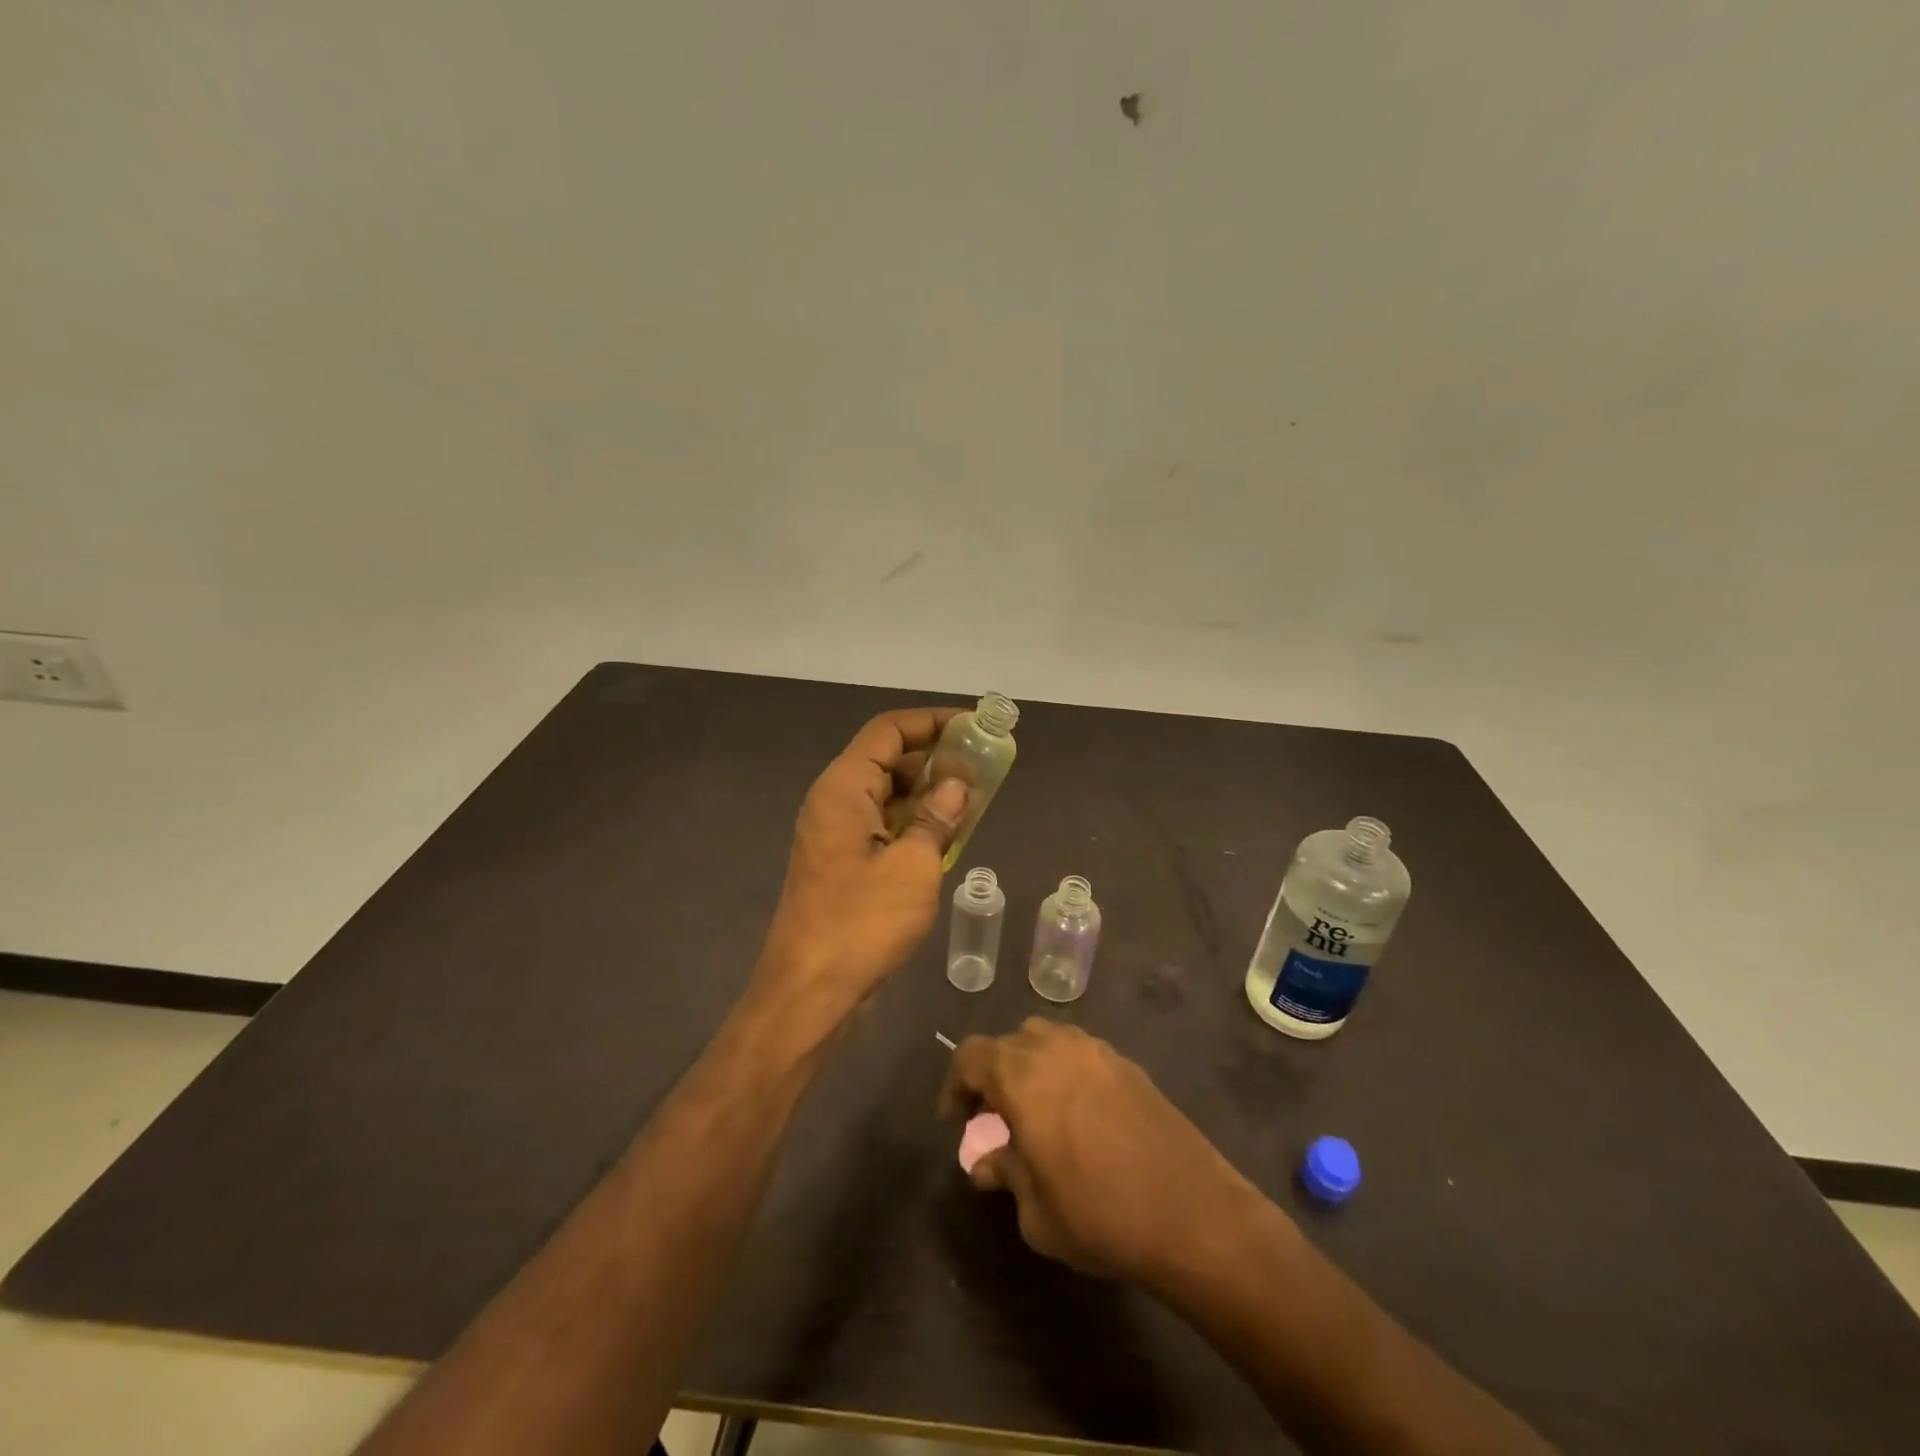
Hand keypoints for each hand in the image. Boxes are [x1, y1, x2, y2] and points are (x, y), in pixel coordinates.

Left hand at [755, 708, 968, 1030]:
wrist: (810, 992)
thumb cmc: (862, 922)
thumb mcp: (914, 865)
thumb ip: (938, 818)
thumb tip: (957, 785)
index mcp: (843, 788)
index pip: (888, 732)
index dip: (931, 721)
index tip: (973, 726)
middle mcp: (835, 802)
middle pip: (887, 761)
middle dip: (935, 759)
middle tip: (983, 769)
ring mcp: (836, 835)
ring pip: (887, 796)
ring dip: (928, 795)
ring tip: (974, 801)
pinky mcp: (843, 864)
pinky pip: (883, 827)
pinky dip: (914, 824)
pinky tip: (947, 838)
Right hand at [941, 1019, 1268, 1285]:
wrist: (1192, 1213)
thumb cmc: (1100, 1215)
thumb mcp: (1036, 1211)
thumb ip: (1005, 1174)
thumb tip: (987, 1161)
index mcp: (1022, 1075)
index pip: (971, 1056)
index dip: (956, 1085)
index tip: (958, 1121)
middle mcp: (1056, 1048)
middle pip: (1008, 1043)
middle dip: (992, 1075)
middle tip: (995, 1119)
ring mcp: (1097, 1051)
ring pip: (1046, 1039)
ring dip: (1030, 1066)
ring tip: (1036, 1111)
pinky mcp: (1128, 1064)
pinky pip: (1080, 1053)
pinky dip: (1065, 1071)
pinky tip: (1078, 1114)